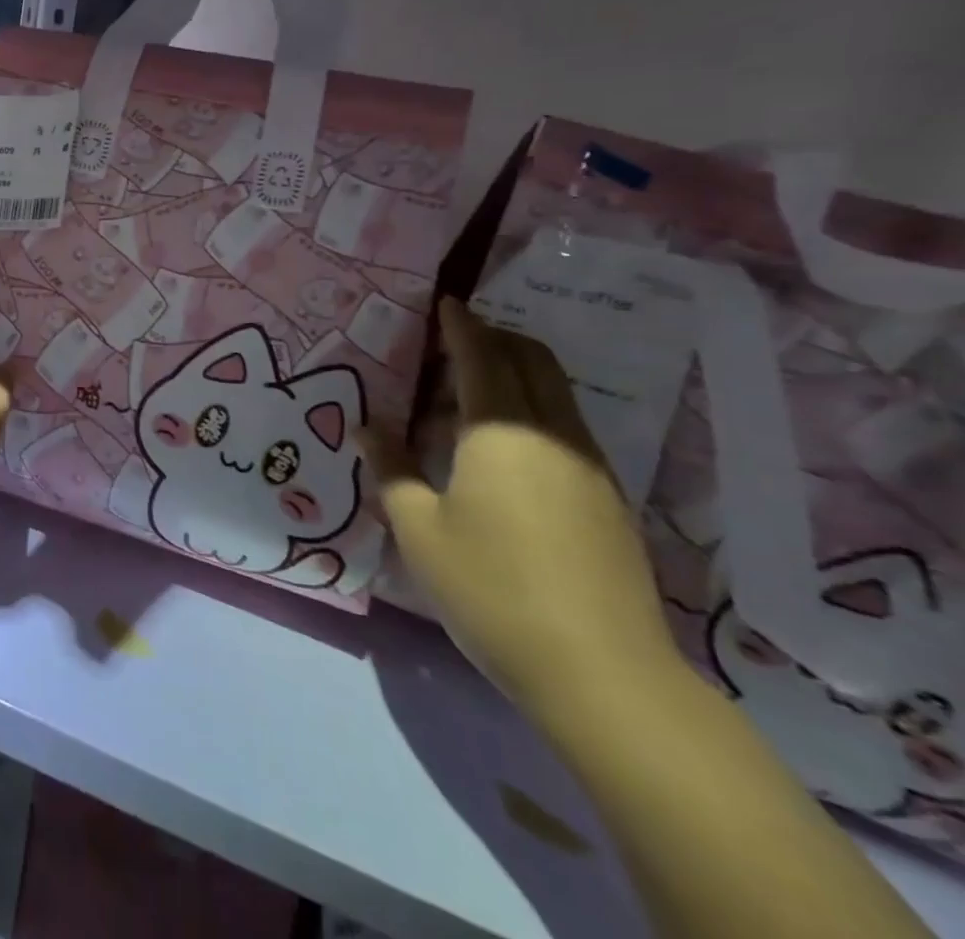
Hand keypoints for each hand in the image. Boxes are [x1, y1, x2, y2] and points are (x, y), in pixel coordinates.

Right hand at [372, 300, 681, 715]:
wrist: (604, 674)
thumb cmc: (491, 590)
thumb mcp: (418, 529)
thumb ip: (392, 467)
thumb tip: (368, 425)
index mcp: (499, 432)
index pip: (481, 356)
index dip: (461, 325)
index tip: (444, 302)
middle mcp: (552, 435)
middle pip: (532, 361)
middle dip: (495, 338)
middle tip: (453, 341)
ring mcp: (589, 467)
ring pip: (556, 393)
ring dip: (517, 373)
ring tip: (470, 392)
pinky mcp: (608, 500)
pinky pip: (566, 427)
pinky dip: (534, 410)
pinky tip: (504, 447)